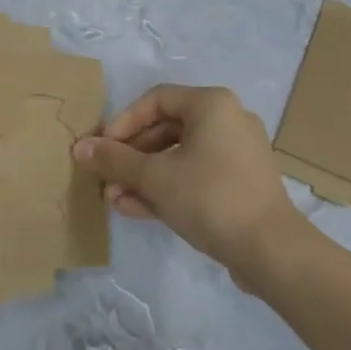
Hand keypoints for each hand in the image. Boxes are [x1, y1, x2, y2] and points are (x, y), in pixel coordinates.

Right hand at [73, 85, 297, 276]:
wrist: (270, 249)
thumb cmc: (209, 197)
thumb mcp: (155, 177)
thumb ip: (115, 160)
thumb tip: (80, 148)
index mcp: (212, 105)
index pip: (156, 100)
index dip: (123, 122)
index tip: (102, 149)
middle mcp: (228, 120)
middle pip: (166, 129)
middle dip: (131, 156)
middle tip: (105, 177)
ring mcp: (236, 154)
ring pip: (179, 156)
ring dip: (144, 176)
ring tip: (113, 199)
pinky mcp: (239, 184)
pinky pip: (195, 176)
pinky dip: (167, 188)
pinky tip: (134, 209)